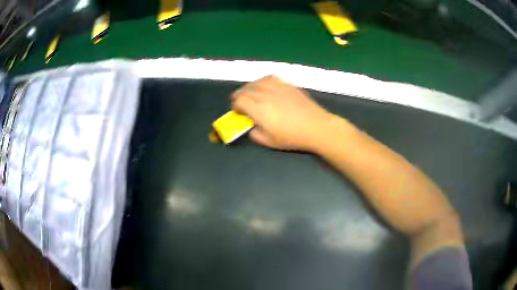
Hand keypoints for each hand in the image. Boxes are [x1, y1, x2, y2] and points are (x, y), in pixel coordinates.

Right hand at [231, 76, 336, 150]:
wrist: (316, 126)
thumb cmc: (293, 137)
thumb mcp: (270, 142)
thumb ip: (256, 134)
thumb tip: (252, 127)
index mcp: (259, 109)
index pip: (240, 100)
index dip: (235, 105)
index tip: (237, 110)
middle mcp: (266, 95)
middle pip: (246, 89)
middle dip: (240, 95)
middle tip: (240, 102)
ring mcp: (277, 87)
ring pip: (257, 81)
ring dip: (250, 87)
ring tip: (251, 92)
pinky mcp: (287, 85)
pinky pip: (270, 78)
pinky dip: (263, 81)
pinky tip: (265, 86)